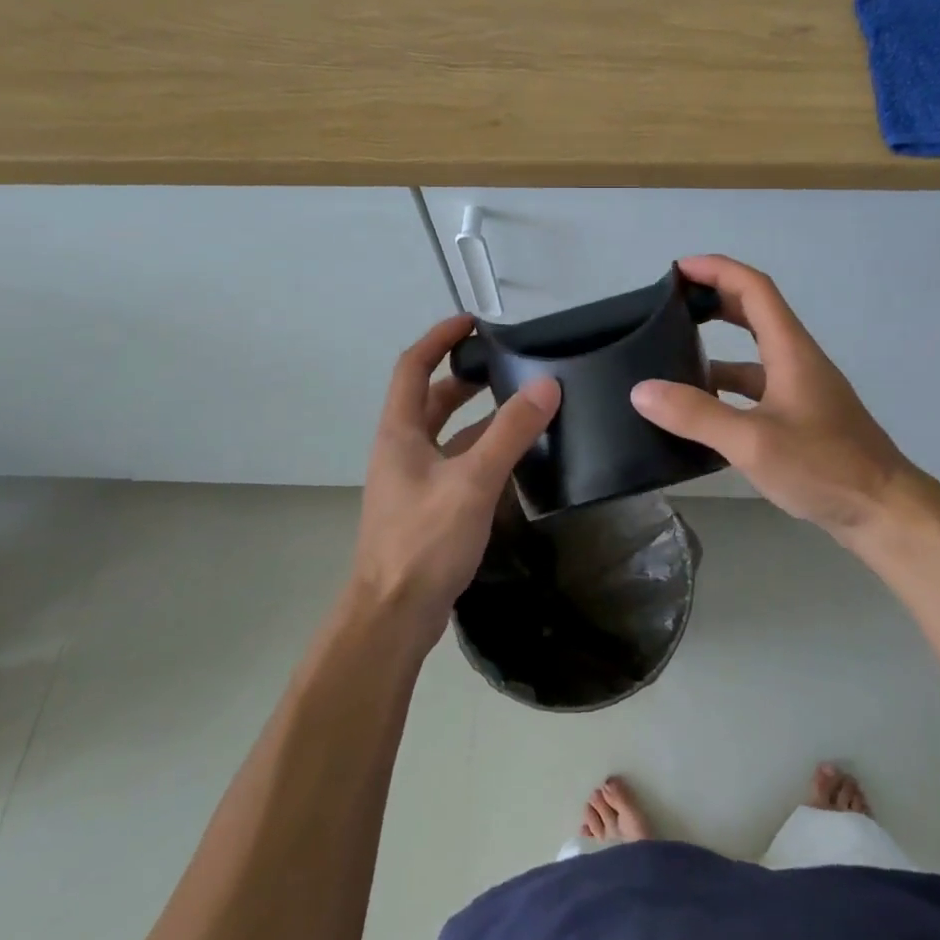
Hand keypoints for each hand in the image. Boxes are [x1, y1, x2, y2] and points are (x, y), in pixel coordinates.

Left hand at [349, 314, 560, 641]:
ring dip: (477, 415)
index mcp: (400, 431)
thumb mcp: (472, 481)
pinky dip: (481, 451)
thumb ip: (510, 432)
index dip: (439, 339)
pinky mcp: (427, 507)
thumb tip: (547, 385)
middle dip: (464, 376)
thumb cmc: (424, 542)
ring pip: (446, 433)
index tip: (472, 323)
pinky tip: (514, 458)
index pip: (413, 366)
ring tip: (520, 403)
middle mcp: (401, 449)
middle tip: (506, 363)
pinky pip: (456, 463)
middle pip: (431, 398)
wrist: (392, 617)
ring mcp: (412, 480)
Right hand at [631, 256, 939, 541]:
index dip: (717, 269)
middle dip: (713, 300)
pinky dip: (727, 387)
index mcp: (790, 350)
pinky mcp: (800, 417)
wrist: (883, 511)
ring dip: (717, 348)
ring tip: (672, 358)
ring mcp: (800, 389)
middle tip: (670, 307)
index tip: (678, 269)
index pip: (754, 288)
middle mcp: (796, 360)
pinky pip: (756, 388)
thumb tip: (641, 390)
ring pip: (753, 354)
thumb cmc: (824, 466)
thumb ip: (697, 414)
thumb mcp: (753, 441)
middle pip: (754, 312)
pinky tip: (701, 410)